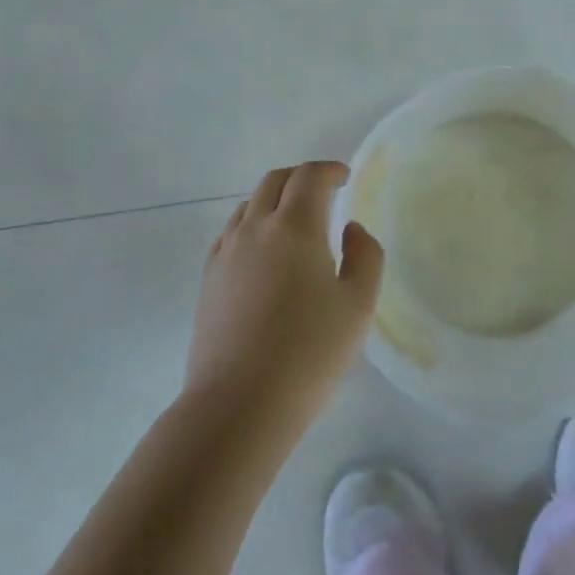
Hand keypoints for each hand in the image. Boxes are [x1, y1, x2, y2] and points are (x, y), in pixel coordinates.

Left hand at [187, 161, 382, 435]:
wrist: (239, 404)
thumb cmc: (309, 353)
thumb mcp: (358, 305)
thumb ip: (365, 256)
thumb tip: (350, 228)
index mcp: (295, 227)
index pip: (309, 177)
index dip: (329, 170)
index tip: (345, 177)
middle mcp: (255, 228)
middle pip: (275, 181)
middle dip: (301, 177)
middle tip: (323, 191)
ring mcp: (226, 253)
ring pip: (249, 205)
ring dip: (274, 199)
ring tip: (294, 219)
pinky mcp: (208, 279)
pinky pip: (231, 232)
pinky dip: (252, 224)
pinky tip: (263, 250)